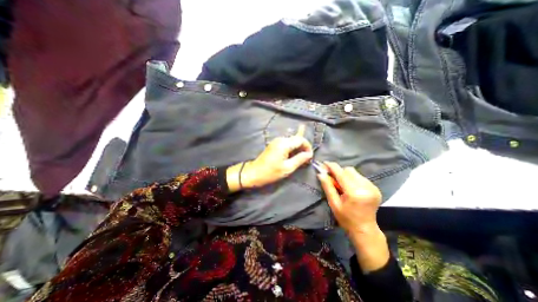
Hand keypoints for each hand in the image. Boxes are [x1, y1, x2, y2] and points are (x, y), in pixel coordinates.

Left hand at [226, 124, 310, 190]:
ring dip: (298, 148)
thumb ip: (299, 159)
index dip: (307, 147)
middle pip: (296, 139)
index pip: (301, 139)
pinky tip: (295, 153)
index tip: (310, 157)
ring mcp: (276, 141)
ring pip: (292, 141)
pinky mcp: (274, 145)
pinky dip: (292, 148)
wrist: (254, 173)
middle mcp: (280, 139)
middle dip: (303, 147)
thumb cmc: (271, 172)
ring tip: (302, 157)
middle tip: (307, 158)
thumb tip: (309, 154)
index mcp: (284, 144)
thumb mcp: (287, 168)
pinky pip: (286, 144)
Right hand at [318, 163, 381, 235]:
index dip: (332, 167)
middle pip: (349, 170)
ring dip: (346, 175)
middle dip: (339, 172)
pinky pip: (360, 177)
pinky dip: (353, 179)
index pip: (341, 173)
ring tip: (342, 185)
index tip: (324, 163)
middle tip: (333, 179)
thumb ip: (328, 187)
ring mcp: (372, 187)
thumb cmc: (346, 218)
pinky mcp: (375, 188)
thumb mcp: (333, 203)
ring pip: (355, 172)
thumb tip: (320, 173)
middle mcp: (365, 187)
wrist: (365, 229)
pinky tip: (351, 188)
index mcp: (354, 192)